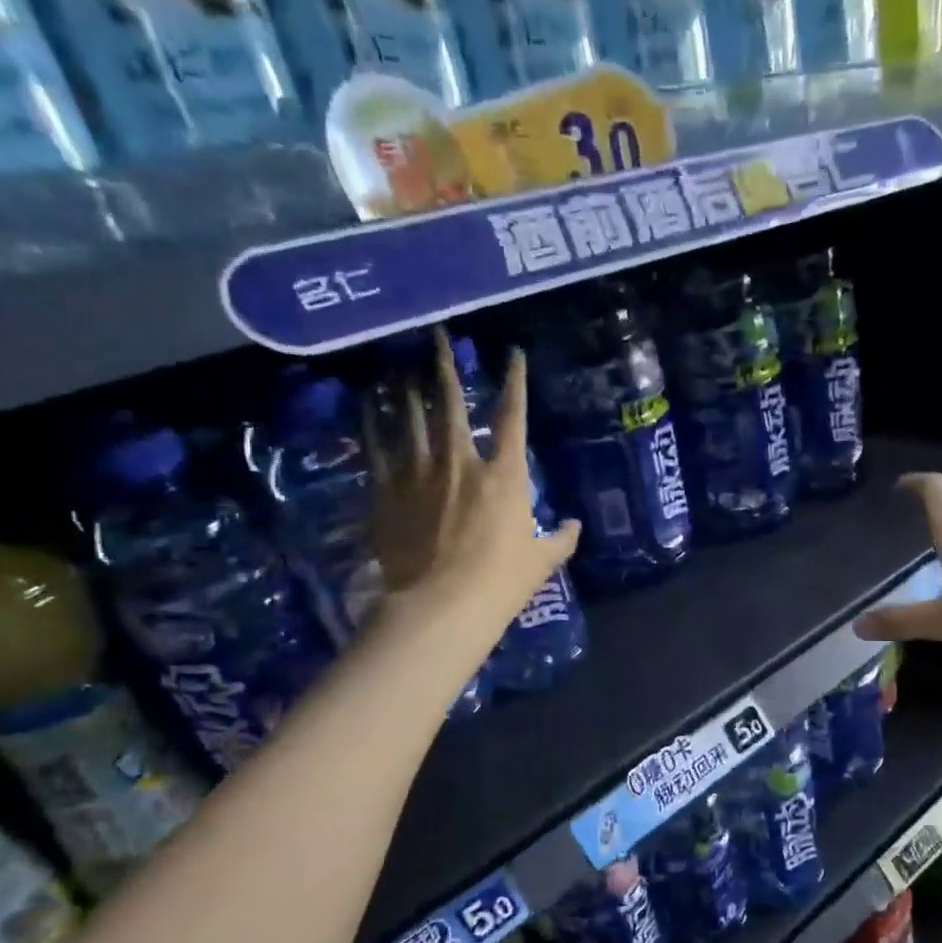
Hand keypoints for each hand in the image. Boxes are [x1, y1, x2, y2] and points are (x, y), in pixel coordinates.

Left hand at [366, 330, 579, 617]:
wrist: (442, 605)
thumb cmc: (502, 583)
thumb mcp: (541, 562)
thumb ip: (560, 540)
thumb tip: (575, 526)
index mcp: (505, 475)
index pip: (514, 417)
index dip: (515, 382)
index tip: (513, 354)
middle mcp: (461, 462)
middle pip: (451, 404)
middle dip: (445, 367)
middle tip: (436, 337)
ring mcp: (419, 474)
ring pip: (410, 420)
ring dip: (407, 391)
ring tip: (401, 368)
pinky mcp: (388, 493)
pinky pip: (377, 450)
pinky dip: (372, 426)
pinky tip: (366, 408)